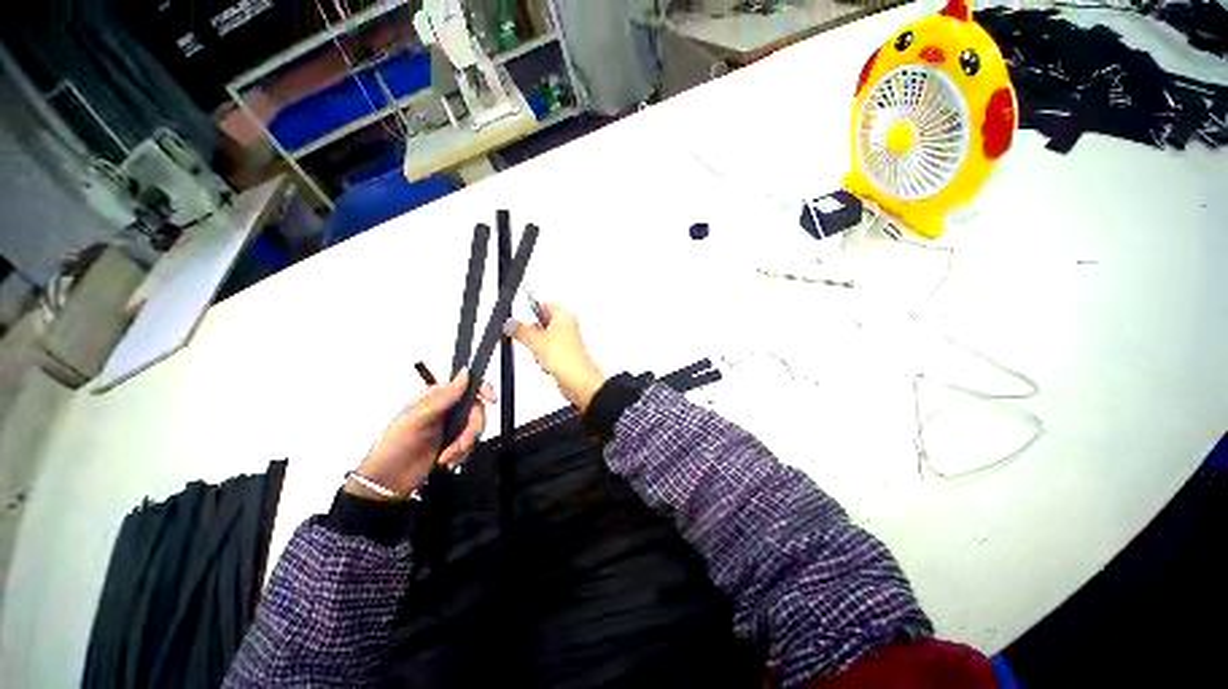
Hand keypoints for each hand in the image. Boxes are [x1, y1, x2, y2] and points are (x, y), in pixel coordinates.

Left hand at [346, 369, 495, 500]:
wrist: (387, 481)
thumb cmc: (394, 446)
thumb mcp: (417, 419)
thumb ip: (443, 398)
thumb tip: (464, 375)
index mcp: (437, 397)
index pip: (467, 385)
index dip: (483, 389)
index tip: (491, 399)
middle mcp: (447, 409)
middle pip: (477, 410)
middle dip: (471, 430)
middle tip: (461, 444)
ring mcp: (451, 427)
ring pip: (476, 428)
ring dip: (465, 444)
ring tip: (448, 455)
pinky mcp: (454, 443)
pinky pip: (472, 444)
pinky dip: (462, 453)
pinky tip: (447, 459)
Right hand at [507, 304, 604, 411]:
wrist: (578, 381)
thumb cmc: (567, 358)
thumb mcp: (535, 340)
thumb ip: (519, 329)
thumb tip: (510, 323)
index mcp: (563, 315)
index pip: (542, 305)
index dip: (529, 312)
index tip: (519, 321)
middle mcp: (567, 326)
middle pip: (541, 324)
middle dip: (533, 334)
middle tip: (532, 340)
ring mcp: (566, 342)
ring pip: (543, 341)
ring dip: (537, 349)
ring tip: (541, 355)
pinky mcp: (565, 356)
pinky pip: (547, 354)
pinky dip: (544, 359)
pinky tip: (546, 364)